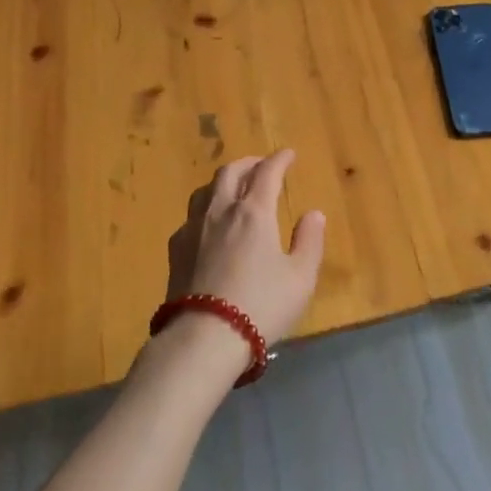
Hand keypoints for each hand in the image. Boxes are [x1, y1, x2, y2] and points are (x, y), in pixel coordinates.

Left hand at [166, 149, 325, 345]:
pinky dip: (206, 209)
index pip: (267, 172)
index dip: (279, 159)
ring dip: (223, 181)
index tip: (288, 154)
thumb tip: (313, 214)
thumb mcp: (300, 278)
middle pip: (231, 172)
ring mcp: (193, 228)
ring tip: (233, 188)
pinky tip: (209, 225)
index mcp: (254, 212)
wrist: (204, 337)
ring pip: (206, 189)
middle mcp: (221, 210)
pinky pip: (191, 216)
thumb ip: (309, 241)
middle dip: (249, 163)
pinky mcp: (176, 249)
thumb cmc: (261, 305)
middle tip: (261, 166)